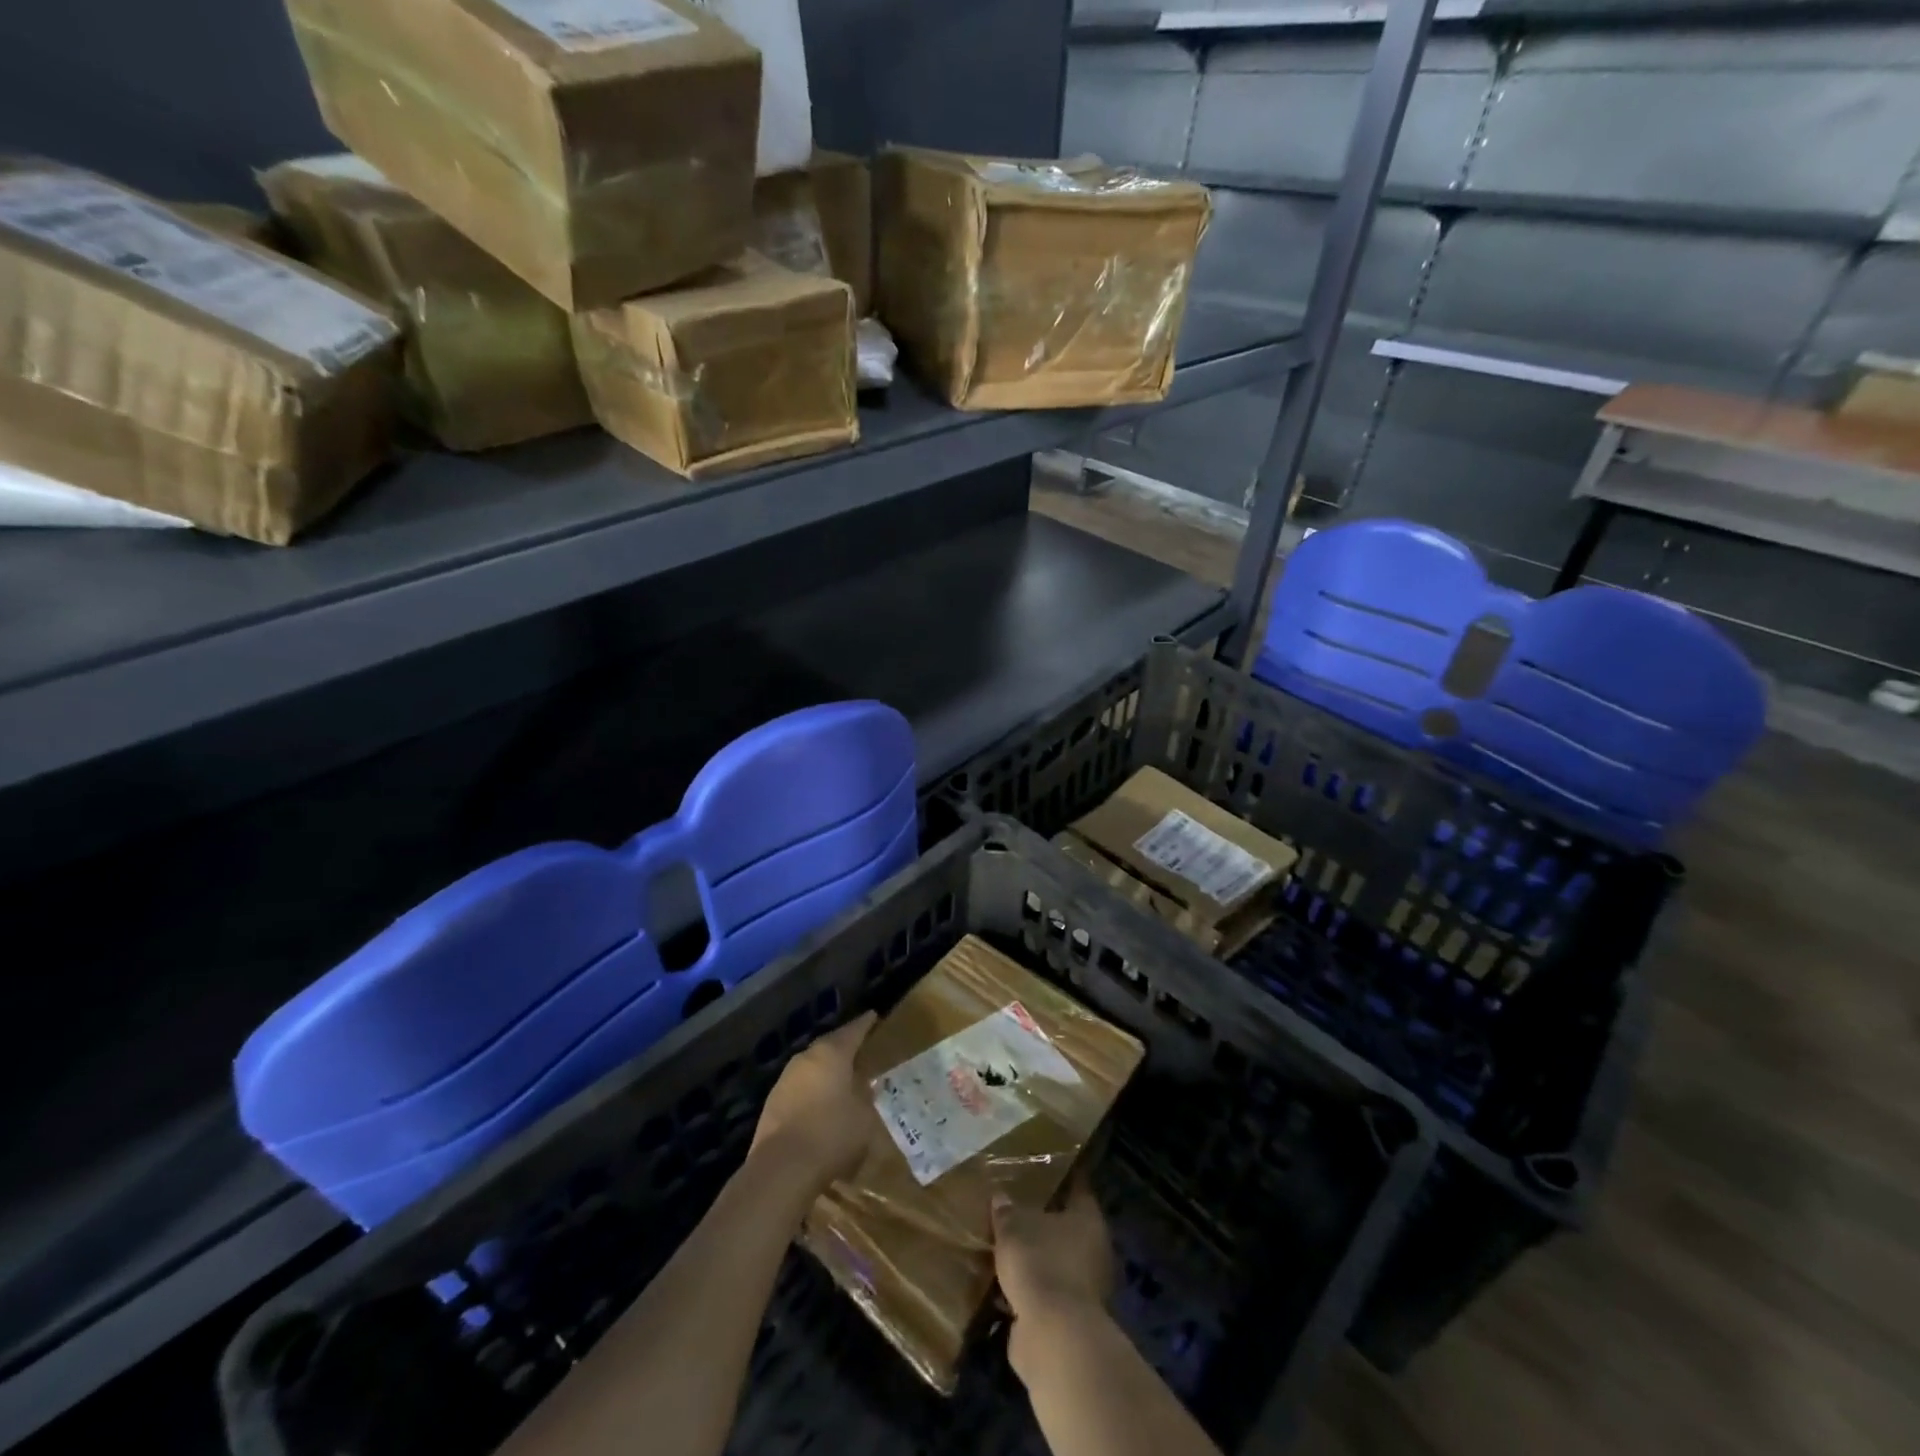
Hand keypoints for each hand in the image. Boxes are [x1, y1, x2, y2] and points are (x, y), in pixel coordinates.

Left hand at [750, 1010, 877, 1196]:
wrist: (781, 1169)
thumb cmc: (831, 1135)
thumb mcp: (864, 1117)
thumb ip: (867, 1098)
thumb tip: (867, 1087)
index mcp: (831, 1054)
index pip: (852, 1031)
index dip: (865, 1024)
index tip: (873, 1016)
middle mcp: (805, 1059)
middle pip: (828, 1046)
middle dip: (843, 1047)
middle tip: (858, 1049)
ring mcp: (785, 1080)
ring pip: (811, 1067)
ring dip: (825, 1072)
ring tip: (840, 1079)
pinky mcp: (772, 1104)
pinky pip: (799, 1089)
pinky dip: (812, 1092)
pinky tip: (820, 1106)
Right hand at [992, 1180, 1114, 1364]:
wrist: (1053, 1337)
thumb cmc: (1040, 1264)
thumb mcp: (1013, 1228)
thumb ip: (1007, 1211)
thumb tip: (1000, 1196)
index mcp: (1088, 1219)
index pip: (1077, 1188)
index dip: (1060, 1179)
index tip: (1042, 1170)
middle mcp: (1094, 1250)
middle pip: (1066, 1228)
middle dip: (1042, 1223)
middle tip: (1015, 1210)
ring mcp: (1085, 1287)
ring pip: (1055, 1262)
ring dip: (1035, 1260)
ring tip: (1005, 1249)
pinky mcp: (1070, 1319)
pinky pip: (1045, 1294)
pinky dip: (1029, 1291)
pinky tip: (1003, 1286)